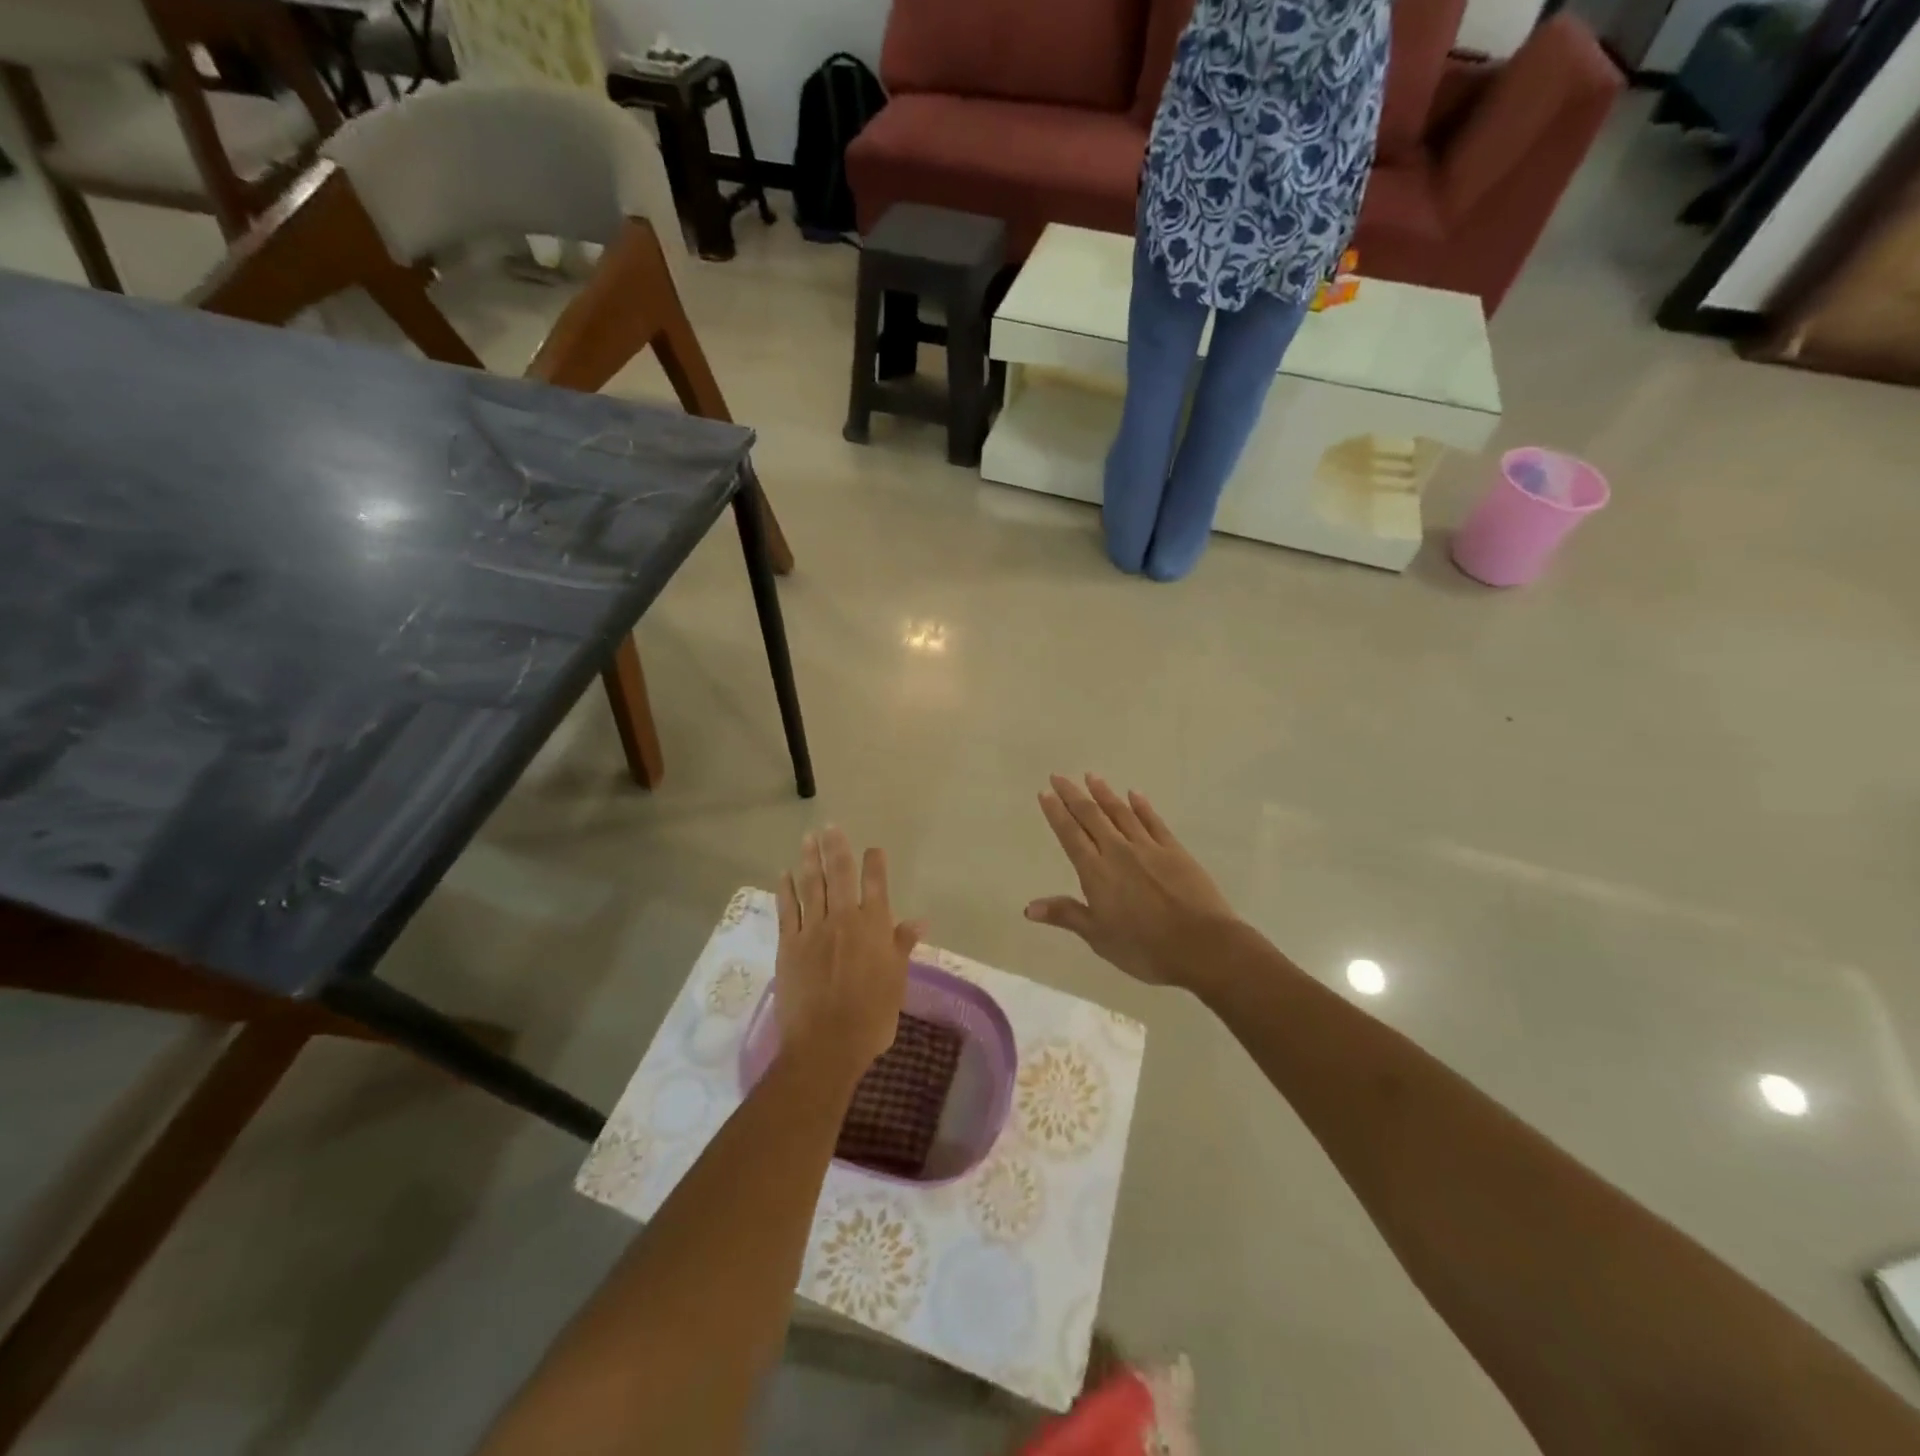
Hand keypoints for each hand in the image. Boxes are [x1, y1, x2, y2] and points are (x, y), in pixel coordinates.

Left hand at [775, 827, 919, 1088]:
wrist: (826, 1044)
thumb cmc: (871, 1017)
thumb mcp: (896, 982)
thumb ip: (902, 946)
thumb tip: (919, 920)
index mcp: (873, 928)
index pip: (876, 885)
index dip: (874, 864)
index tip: (873, 849)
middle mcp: (843, 920)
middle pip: (838, 875)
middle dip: (835, 848)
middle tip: (829, 826)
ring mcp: (813, 930)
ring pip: (811, 886)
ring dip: (809, 860)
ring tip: (808, 838)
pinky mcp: (789, 945)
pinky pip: (787, 910)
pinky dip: (785, 890)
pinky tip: (783, 874)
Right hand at [1028, 774, 1238, 988]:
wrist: (1202, 945)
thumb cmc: (1144, 948)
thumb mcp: (1099, 937)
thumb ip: (1066, 915)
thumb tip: (1028, 908)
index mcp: (1096, 872)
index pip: (1070, 835)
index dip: (1056, 813)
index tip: (1045, 792)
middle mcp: (1118, 851)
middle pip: (1091, 816)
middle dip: (1073, 795)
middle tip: (1059, 776)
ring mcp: (1148, 848)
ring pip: (1121, 813)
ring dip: (1104, 793)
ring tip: (1091, 776)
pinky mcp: (1174, 851)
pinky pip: (1154, 821)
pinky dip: (1142, 806)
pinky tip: (1134, 794)